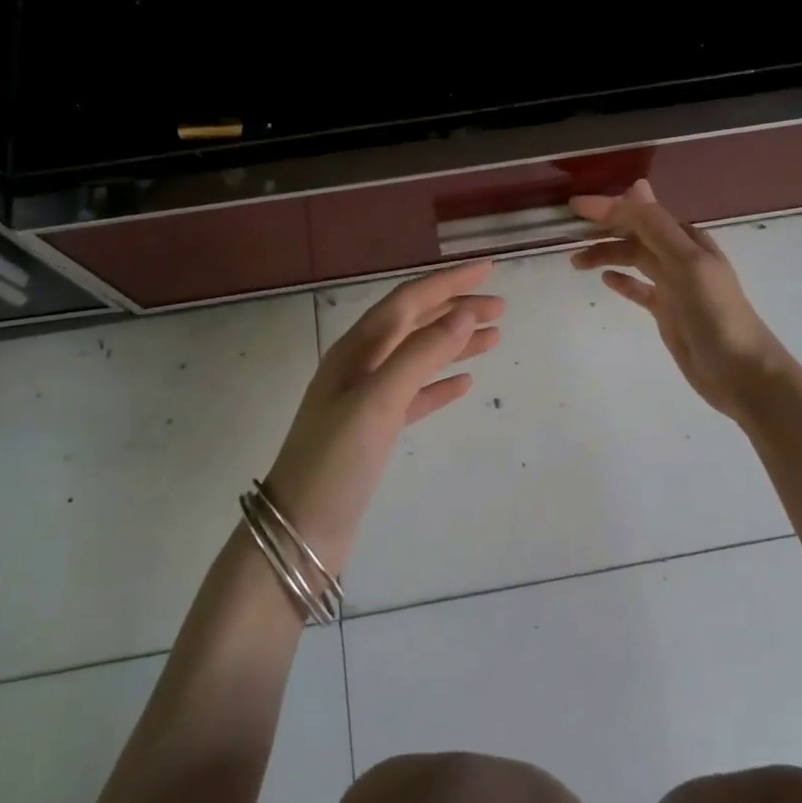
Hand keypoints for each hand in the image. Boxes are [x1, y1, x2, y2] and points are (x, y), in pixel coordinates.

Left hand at [263, 260, 504, 569]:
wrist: (299, 532)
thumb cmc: (336, 460)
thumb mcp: (378, 401)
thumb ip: (420, 354)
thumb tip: (463, 313)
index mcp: (356, 350)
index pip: (408, 301)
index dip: (448, 282)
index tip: (489, 269)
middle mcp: (360, 366)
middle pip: (415, 324)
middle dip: (456, 310)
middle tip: (502, 308)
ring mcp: (366, 399)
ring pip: (418, 358)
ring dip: (454, 344)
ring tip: (494, 338)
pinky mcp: (374, 431)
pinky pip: (414, 395)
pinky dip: (439, 384)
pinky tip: (464, 383)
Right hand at [570, 180, 791, 420]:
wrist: (740, 371)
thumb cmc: (715, 313)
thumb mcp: (686, 264)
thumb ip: (658, 228)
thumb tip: (635, 185)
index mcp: (687, 240)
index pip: (641, 215)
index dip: (608, 208)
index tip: (574, 206)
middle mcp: (679, 258)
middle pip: (635, 236)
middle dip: (604, 231)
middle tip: (569, 235)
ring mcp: (673, 286)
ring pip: (633, 260)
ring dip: (607, 255)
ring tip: (576, 262)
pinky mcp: (667, 312)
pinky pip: (639, 289)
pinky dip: (622, 281)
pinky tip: (605, 280)